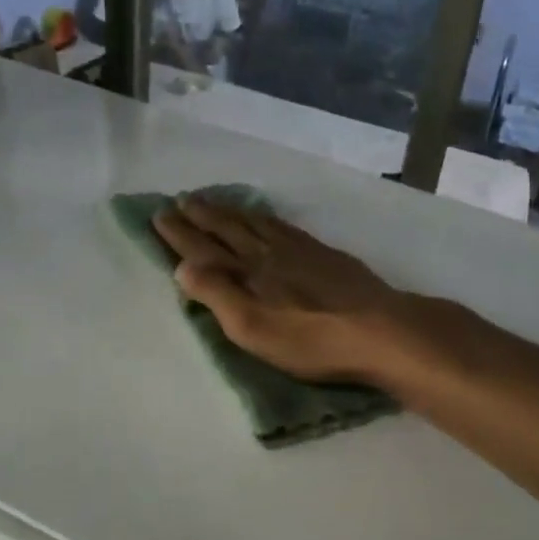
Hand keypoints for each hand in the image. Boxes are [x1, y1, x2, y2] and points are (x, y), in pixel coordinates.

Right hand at [151, 196, 419, 384]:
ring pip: (256, 223)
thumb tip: (182, 267)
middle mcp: (268, 253)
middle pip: (229, 229)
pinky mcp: (325, 254)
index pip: (204, 249)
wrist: (379, 330)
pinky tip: (267, 219)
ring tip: (214, 201)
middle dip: (202, 215)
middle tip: (181, 200)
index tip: (160, 214)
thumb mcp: (252, 328)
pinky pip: (284, 226)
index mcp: (247, 273)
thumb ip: (216, 295)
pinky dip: (266, 218)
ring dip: (231, 211)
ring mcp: (300, 250)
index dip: (181, 234)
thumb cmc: (310, 340)